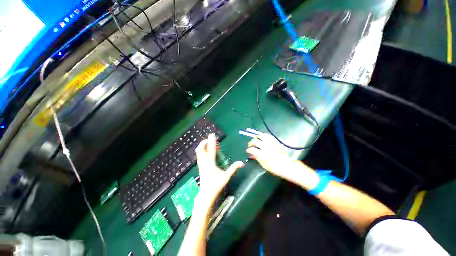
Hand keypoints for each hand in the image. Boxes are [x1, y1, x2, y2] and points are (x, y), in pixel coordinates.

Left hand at [195, 134, 243, 204]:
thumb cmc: (216, 185)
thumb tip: (242, 163)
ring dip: (202, 146)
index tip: (212, 135)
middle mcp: (204, 162)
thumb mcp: (226, 176)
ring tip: (206, 143)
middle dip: (204, 142)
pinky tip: (203, 152)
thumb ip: (233, 168)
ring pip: (198, 152)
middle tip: (208, 138)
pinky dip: (200, 151)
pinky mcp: (200, 167)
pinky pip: (198, 156)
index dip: (212, 141)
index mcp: (211, 162)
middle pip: (201, 149)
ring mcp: (201, 164)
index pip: (211, 149)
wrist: (206, 194)